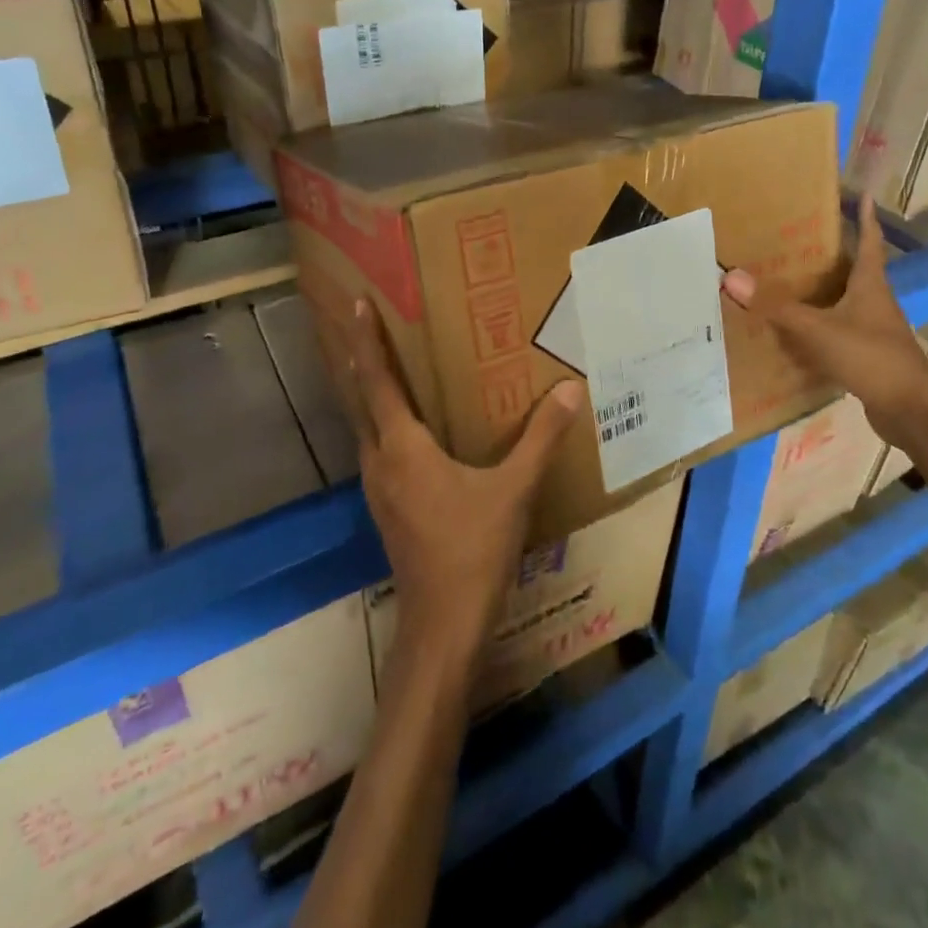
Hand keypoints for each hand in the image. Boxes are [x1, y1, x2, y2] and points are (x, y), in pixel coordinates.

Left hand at [342, 299, 582, 653]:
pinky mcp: (387, 507)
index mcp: (402, 447)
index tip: (357, 303)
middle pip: (362, 399)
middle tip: (368, 325)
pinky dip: (384, 424)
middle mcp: (379, 461)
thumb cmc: (474, 549)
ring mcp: (378, 488)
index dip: (367, 340)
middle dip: (362, 361)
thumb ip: (541, 438)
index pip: (377, 380)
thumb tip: (570, 390)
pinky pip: (378, 450)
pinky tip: (410, 428)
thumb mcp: (514, 489)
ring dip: (372, 394)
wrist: (444, 624)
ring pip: (366, 427)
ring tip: (389, 367)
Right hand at [721, 192, 927, 440]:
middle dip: (833, 256)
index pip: (869, 243)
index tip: (864, 196)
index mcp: (870, 286)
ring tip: (792, 283)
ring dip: (824, 294)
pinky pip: (839, 334)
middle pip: (855, 272)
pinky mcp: (868, 358)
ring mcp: (874, 332)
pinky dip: (820, 329)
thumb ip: (777, 307)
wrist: (911, 411)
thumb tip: (732, 277)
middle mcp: (875, 303)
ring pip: (845, 304)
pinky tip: (797, 335)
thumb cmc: (871, 356)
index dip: (865, 219)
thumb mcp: (819, 329)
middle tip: (803, 240)